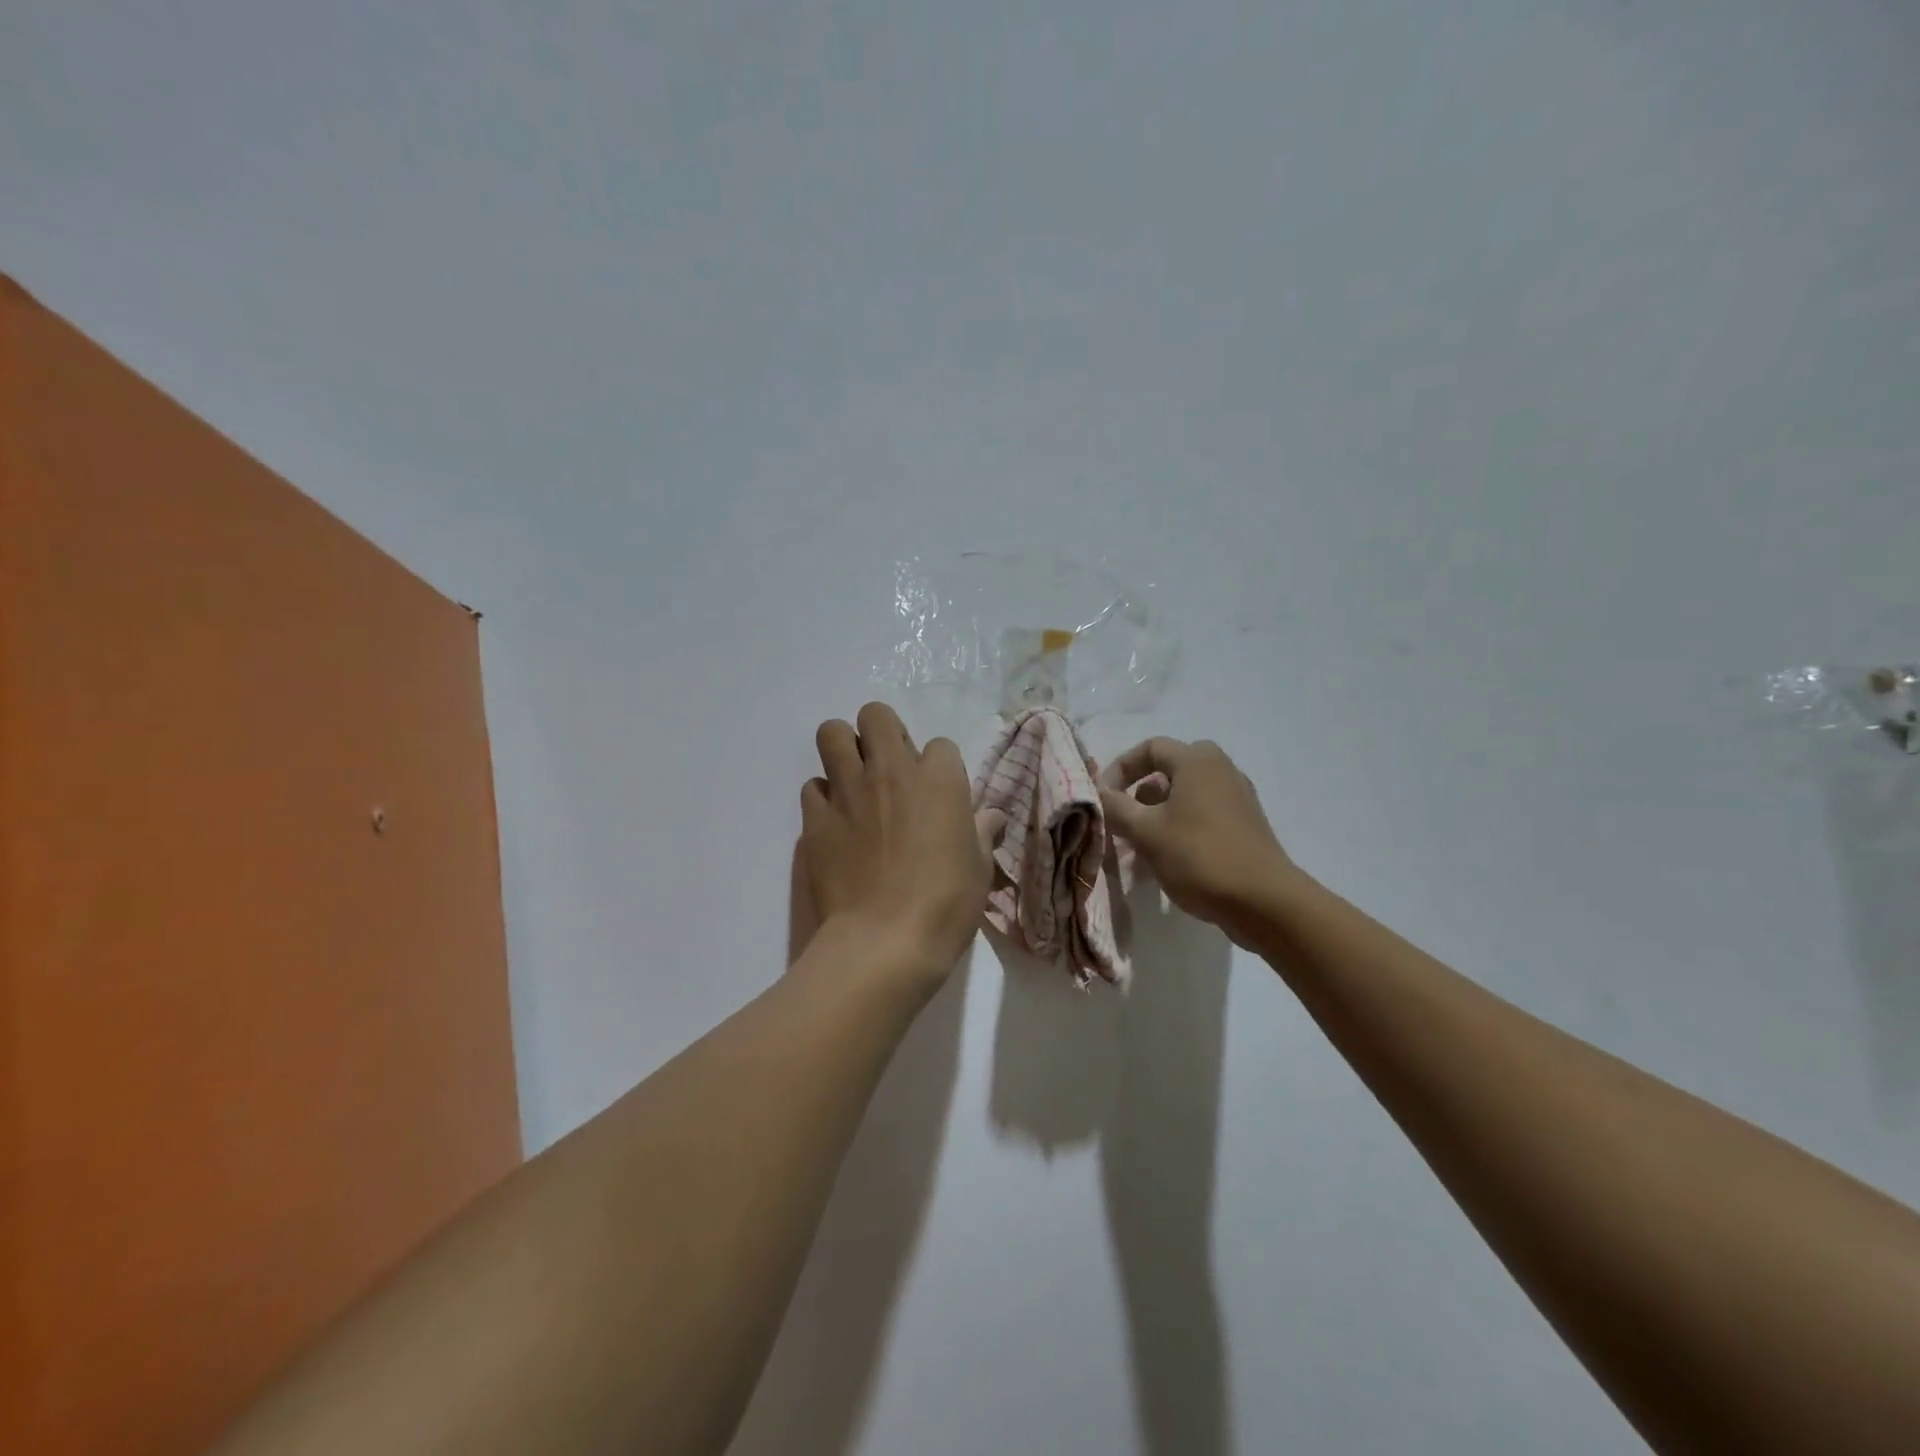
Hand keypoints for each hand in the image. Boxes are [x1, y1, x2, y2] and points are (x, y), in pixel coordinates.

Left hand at [801, 703, 1003, 985]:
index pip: (940, 745)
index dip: (939, 767)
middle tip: (887, 768)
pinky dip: (823, 798)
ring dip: (843, 750)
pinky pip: (812, 787)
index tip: (938, 794)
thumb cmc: (945, 905)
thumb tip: (991, 817)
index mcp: (938, 779)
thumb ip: (980, 833)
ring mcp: (847, 791)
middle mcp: (890, 771)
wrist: (884, 942)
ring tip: (854, 781)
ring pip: (831, 734)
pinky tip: (835, 822)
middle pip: (876, 715)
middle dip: (881, 733)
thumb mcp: (978, 869)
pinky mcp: (816, 819)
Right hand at [1099, 737, 1293, 944]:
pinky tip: (1167, 858)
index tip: (1104, 797)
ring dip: (1157, 813)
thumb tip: (1097, 792)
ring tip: (1140, 845)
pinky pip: (1203, 813)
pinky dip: (1180, 826)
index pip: (1150, 748)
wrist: (1264, 902)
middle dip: (1140, 792)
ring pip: (1186, 794)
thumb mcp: (1146, 832)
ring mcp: (1237, 797)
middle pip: (1169, 770)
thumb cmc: (1199, 857)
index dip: (1120, 768)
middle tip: (1125, 818)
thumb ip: (1115, 807)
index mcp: (1197, 761)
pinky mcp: (1245, 824)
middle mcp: (1220, 769)